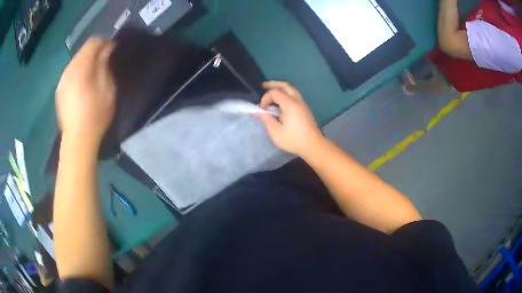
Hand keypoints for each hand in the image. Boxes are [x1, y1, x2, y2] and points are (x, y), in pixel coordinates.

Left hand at [56, 38, 115, 144]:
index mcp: (81, 68)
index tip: (112, 49)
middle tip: (104, 60)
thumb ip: (105, 65)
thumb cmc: (95, 115)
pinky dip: (78, 71)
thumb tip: (106, 50)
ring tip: (94, 72)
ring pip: (75, 61)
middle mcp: (69, 70)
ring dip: (86, 61)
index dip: (104, 42)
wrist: (77, 140)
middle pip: (83, 50)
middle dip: (94, 51)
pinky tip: (83, 83)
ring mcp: (62, 80)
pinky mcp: (60, 89)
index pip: (92, 43)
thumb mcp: (107, 89)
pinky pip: (70, 72)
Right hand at [258, 81, 324, 156]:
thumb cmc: (294, 140)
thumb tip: (260, 111)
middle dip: (273, 84)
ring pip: (291, 89)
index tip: (262, 109)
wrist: (313, 145)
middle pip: (285, 85)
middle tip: (263, 86)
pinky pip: (294, 94)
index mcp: (290, 104)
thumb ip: (267, 119)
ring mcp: (302, 103)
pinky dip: (285, 93)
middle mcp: (297, 100)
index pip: (274, 92)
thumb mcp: (276, 132)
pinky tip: (279, 101)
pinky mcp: (304, 108)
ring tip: (270, 92)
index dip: (265, 98)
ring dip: (280, 88)